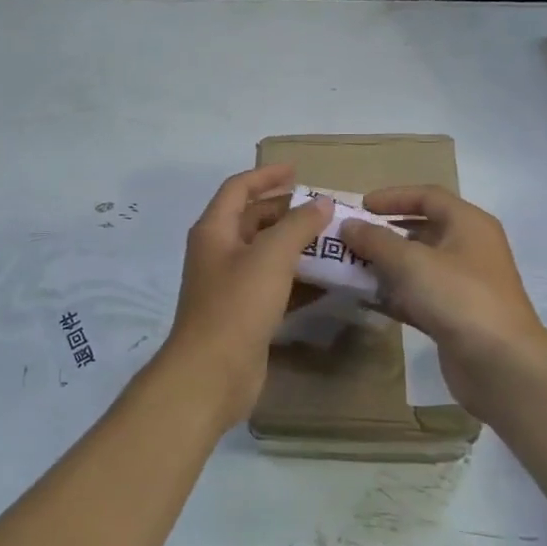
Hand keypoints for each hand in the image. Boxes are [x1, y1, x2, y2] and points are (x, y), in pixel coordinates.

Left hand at [161, 166, 332, 429]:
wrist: (212, 374)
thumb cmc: (237, 305)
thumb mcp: (271, 257)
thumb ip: (298, 225)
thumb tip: (320, 203)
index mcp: (215, 230)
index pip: (239, 188)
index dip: (267, 176)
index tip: (299, 171)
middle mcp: (219, 252)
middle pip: (255, 220)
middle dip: (289, 212)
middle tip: (326, 210)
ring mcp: (230, 284)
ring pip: (267, 254)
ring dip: (297, 246)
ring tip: (335, 241)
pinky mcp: (245, 313)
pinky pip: (275, 285)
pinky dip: (298, 278)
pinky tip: (328, 281)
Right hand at [339, 186, 546, 420]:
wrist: (501, 365)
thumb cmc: (457, 297)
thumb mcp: (410, 262)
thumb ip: (375, 240)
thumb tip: (349, 225)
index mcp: (468, 224)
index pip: (428, 196)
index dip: (393, 197)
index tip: (360, 206)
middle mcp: (470, 248)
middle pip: (423, 230)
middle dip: (385, 233)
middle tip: (352, 238)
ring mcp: (465, 284)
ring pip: (419, 265)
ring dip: (387, 265)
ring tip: (352, 267)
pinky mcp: (457, 316)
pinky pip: (420, 295)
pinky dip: (396, 294)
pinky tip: (368, 299)